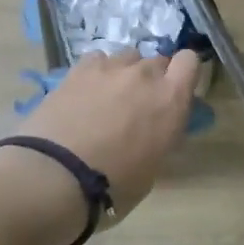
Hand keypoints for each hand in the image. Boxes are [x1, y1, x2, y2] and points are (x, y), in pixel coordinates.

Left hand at [14, 48, 200, 220]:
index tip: (174, 93)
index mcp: (171, 100)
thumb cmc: (113, 187)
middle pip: (157, 61)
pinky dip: (97, 72)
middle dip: (152, 79)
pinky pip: (98, 59)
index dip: (183, 74)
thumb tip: (156, 128)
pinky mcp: (79, 69)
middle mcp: (145, 75)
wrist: (54, 177)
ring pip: (128, 57)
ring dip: (125, 74)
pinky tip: (86, 92)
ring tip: (108, 98)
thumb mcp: (152, 167)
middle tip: (138, 106)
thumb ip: (161, 135)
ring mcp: (111, 68)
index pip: (190, 62)